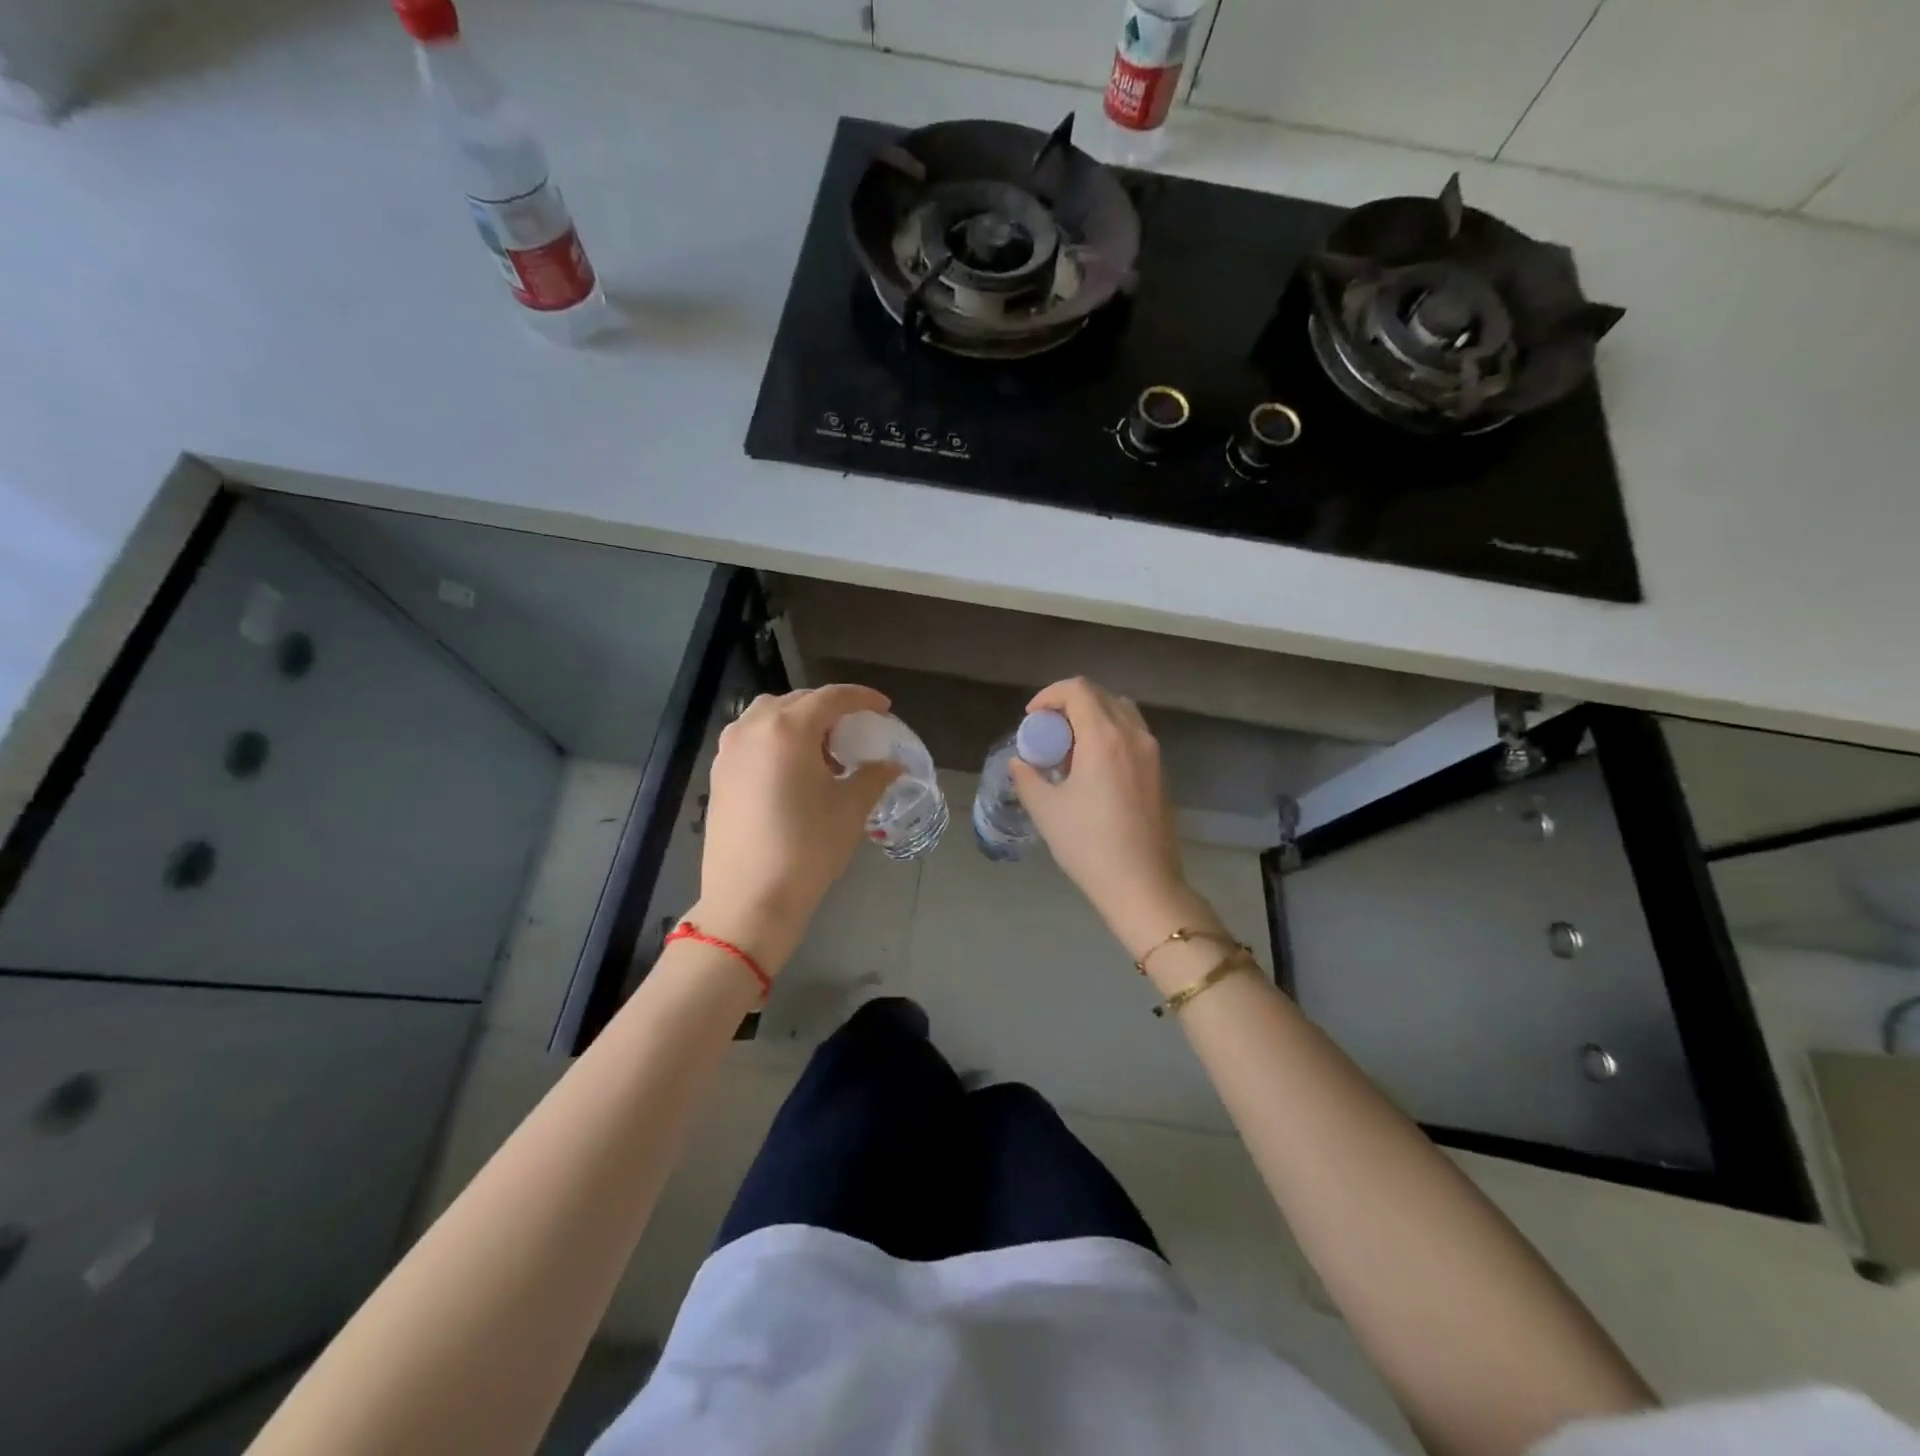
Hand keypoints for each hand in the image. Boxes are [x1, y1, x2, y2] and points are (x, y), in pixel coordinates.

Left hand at [693, 684, 899, 974]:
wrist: (749, 899)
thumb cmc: (807, 848)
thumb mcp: (850, 809)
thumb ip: (874, 776)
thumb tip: (893, 764)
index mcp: (788, 729)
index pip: (831, 697)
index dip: (862, 698)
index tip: (883, 708)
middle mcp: (753, 728)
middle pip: (798, 702)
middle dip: (830, 710)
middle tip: (855, 732)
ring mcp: (730, 750)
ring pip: (769, 716)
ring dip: (800, 722)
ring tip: (823, 750)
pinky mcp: (719, 773)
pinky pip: (752, 738)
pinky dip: (776, 740)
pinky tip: (794, 770)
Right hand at [1009, 678, 1204, 956]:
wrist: (1143, 885)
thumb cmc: (1089, 845)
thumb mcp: (1046, 810)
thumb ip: (1027, 777)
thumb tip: (1020, 762)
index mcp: (1104, 737)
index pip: (1078, 689)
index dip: (1049, 695)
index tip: (1031, 719)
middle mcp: (1133, 735)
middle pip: (1100, 696)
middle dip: (1069, 705)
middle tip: (1047, 734)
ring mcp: (1153, 753)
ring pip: (1121, 713)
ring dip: (1092, 719)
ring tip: (1070, 751)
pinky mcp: (1161, 772)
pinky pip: (1133, 735)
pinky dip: (1110, 735)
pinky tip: (1093, 771)